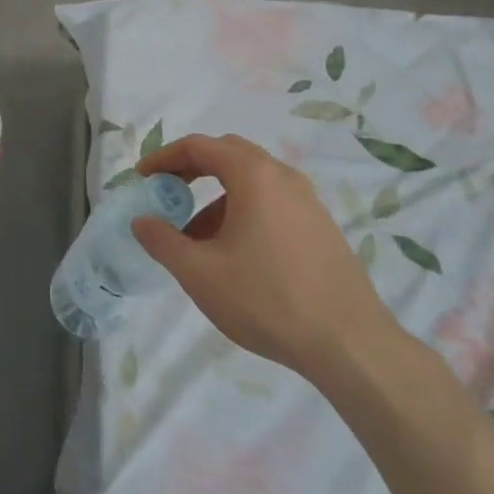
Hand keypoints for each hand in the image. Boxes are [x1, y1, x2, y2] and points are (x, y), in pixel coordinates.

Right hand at [132, 135, 401, 384]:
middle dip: (192, 169)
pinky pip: (273, 203)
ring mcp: (308, 202)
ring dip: (217, 197)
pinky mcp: (322, 229)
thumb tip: (141, 221)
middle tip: (168, 193)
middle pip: (228, 154)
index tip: (142, 178)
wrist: (352, 347)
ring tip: (197, 238)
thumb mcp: (200, 273)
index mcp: (253, 175)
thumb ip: (162, 241)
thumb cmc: (267, 299)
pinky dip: (244, 212)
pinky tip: (236, 255)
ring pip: (252, 181)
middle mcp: (283, 177)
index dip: (164, 157)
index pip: (198, 146)